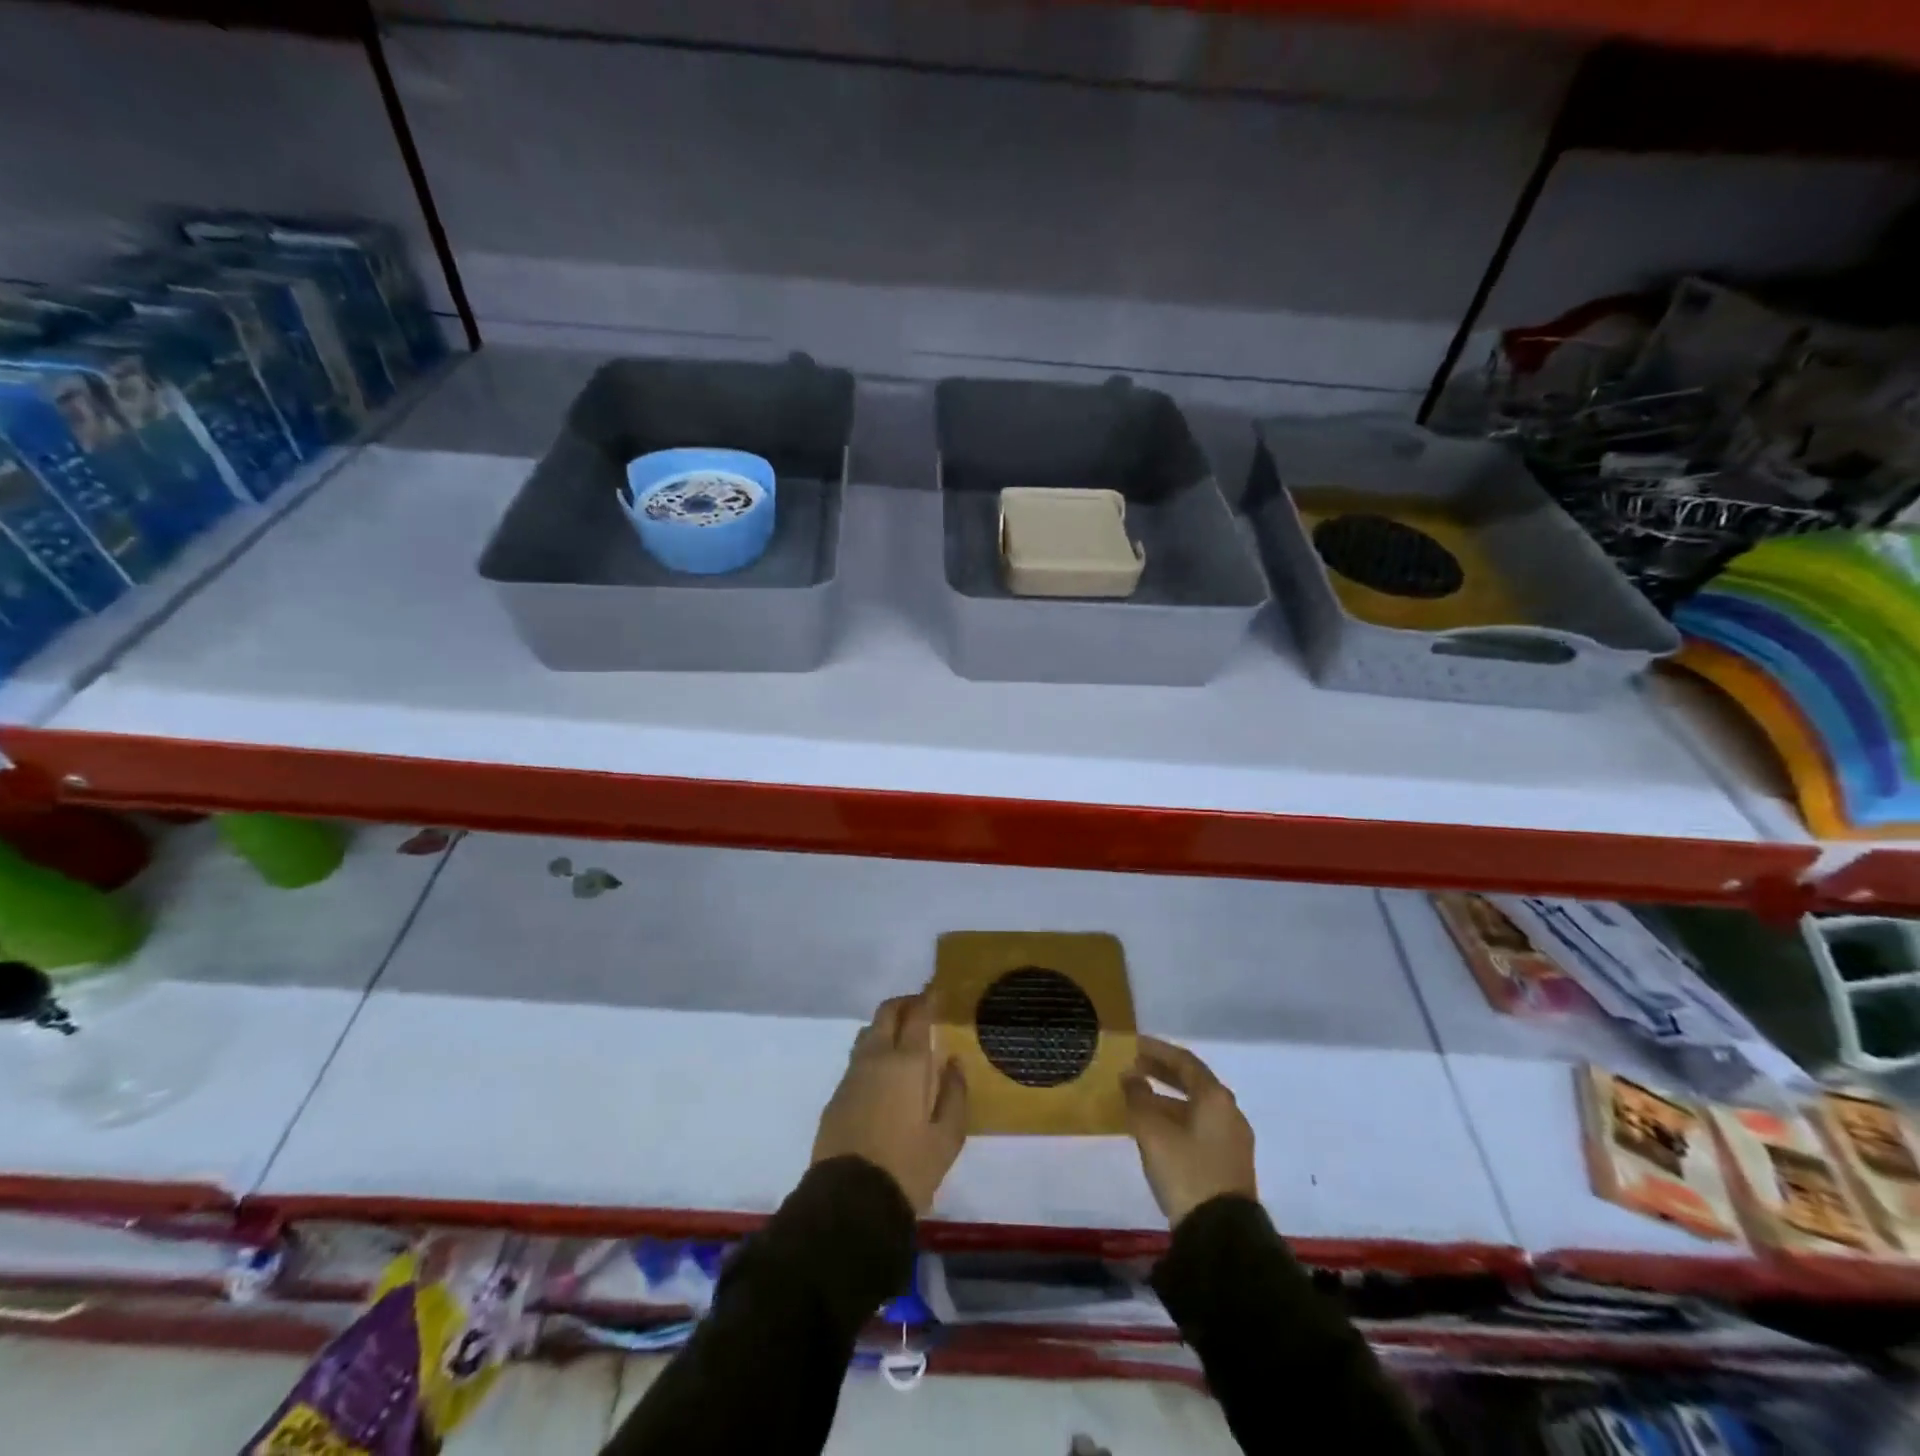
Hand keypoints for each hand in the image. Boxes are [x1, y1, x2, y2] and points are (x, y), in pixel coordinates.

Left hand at [812, 994, 967, 1214]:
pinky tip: (884, 1074)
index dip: (927, 999)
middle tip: (919, 1007)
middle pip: (886, 1013)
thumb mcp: (947, 1138)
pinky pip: (857, 1059)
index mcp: (907, 1063)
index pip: (917, 1015)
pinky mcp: (836, 1095)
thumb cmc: (908, 1167)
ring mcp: (852, 1075)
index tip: (935, 991)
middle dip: (903, 1004)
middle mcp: (876, 1058)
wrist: (850, 1201)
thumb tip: (953, 1063)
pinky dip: (872, 1053)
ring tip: (902, 1040)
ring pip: (868, 1033)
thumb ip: (954, 1094)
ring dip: (885, 1027)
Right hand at [1122, 1035, 1256, 1228]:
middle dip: (1162, 1072)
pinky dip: (1177, 1118)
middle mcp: (1229, 1112)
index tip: (1133, 1044)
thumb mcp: (1152, 1131)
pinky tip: (1156, 1128)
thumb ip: (1138, 1098)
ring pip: (1196, 1106)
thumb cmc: (1186, 1171)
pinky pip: (1200, 1126)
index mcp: (1215, 1097)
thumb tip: (1130, 1076)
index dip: (1157, 1050)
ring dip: (1167, 1098)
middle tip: (1134, 1066)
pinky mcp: (1228, 1162)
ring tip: (1139, 1098)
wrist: (1221, 1234)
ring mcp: (1232, 1139)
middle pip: (1193, 1082)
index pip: (1184, 1061)